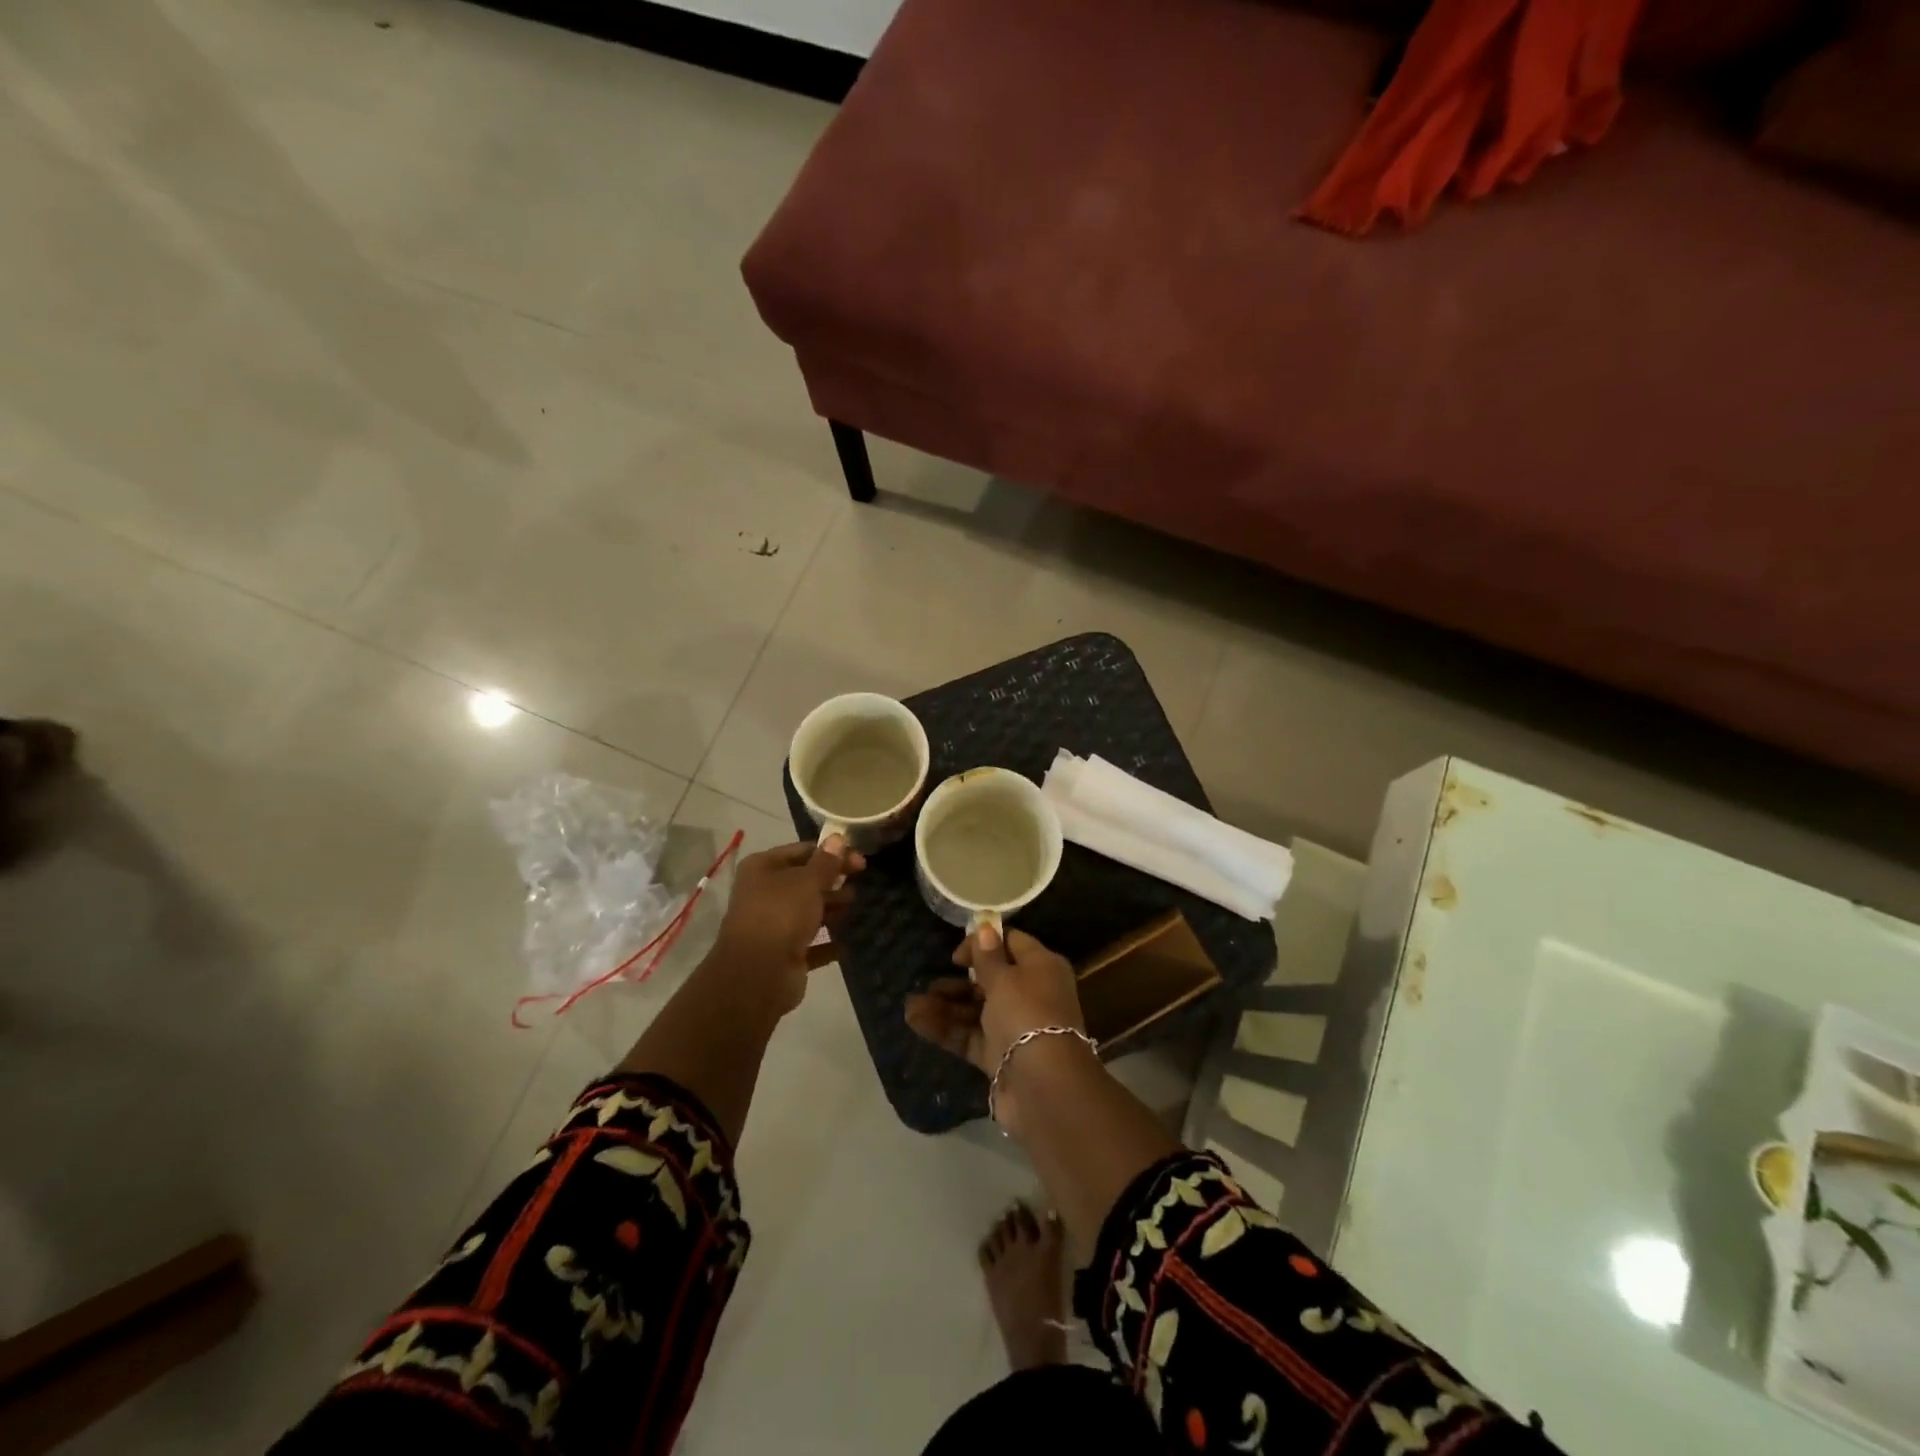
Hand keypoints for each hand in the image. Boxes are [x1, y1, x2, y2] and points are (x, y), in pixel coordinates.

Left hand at [709, 837, 863, 1015]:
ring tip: (853, 906)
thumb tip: (837, 838)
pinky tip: (845, 944)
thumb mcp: (808, 882)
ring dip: (830, 909)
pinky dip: (826, 943)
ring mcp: (772, 926)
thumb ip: (826, 862)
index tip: (859, 860)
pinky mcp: (783, 954)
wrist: (758, 975)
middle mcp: (763, 894)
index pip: (802, 851)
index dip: (831, 853)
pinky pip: (810, 945)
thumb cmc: (781, 915)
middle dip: (832, 881)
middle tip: (859, 883)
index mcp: (762, 868)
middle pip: (804, 881)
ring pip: (807, 912)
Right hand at [904, 925, 1086, 1128]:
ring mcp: (1014, 1027)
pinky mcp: (999, 1056)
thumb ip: (989, 957)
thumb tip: (986, 928)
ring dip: (945, 1006)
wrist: (1043, 1087)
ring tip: (910, 1006)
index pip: (1012, 944)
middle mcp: (1030, 994)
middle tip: (929, 982)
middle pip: (990, 980)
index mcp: (1041, 967)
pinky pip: (970, 1036)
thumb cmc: (1026, 1015)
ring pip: (976, 1010)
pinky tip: (916, 1022)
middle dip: (957, 980)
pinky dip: (946, 1029)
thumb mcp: (1005, 979)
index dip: (984, 943)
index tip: (956, 955)